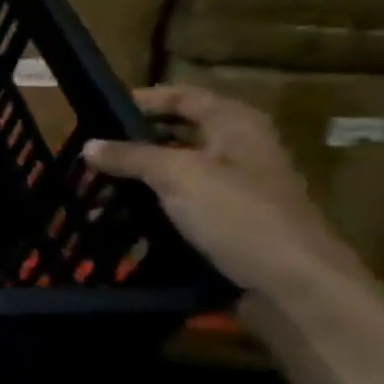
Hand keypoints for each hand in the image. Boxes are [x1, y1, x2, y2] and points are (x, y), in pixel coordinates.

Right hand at [82, 85, 366, 298]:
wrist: (294, 286)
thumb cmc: (238, 215)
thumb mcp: (177, 175)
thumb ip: (130, 156)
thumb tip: (89, 146)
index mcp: (235, 125)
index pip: (182, 96)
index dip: (143, 100)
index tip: (99, 111)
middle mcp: (239, 150)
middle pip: (177, 135)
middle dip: (133, 142)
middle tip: (91, 152)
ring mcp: (237, 189)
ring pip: (176, 172)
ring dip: (138, 178)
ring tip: (96, 187)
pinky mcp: (230, 224)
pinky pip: (181, 205)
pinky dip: (151, 208)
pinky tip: (121, 219)